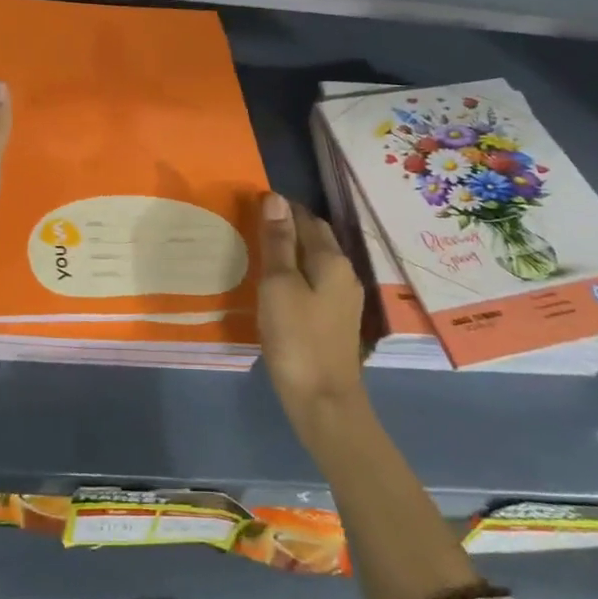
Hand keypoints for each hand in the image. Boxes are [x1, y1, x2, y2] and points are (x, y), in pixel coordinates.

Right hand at [257, 193, 367, 428]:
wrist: (323, 401)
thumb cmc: (296, 338)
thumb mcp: (278, 285)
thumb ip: (277, 241)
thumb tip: (275, 198)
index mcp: (331, 259)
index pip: (306, 218)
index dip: (281, 208)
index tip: (253, 205)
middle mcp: (344, 273)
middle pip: (317, 238)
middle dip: (290, 226)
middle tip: (254, 226)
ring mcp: (344, 299)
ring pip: (317, 261)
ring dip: (293, 251)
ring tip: (262, 253)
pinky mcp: (337, 320)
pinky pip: (316, 282)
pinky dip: (298, 274)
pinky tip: (279, 286)